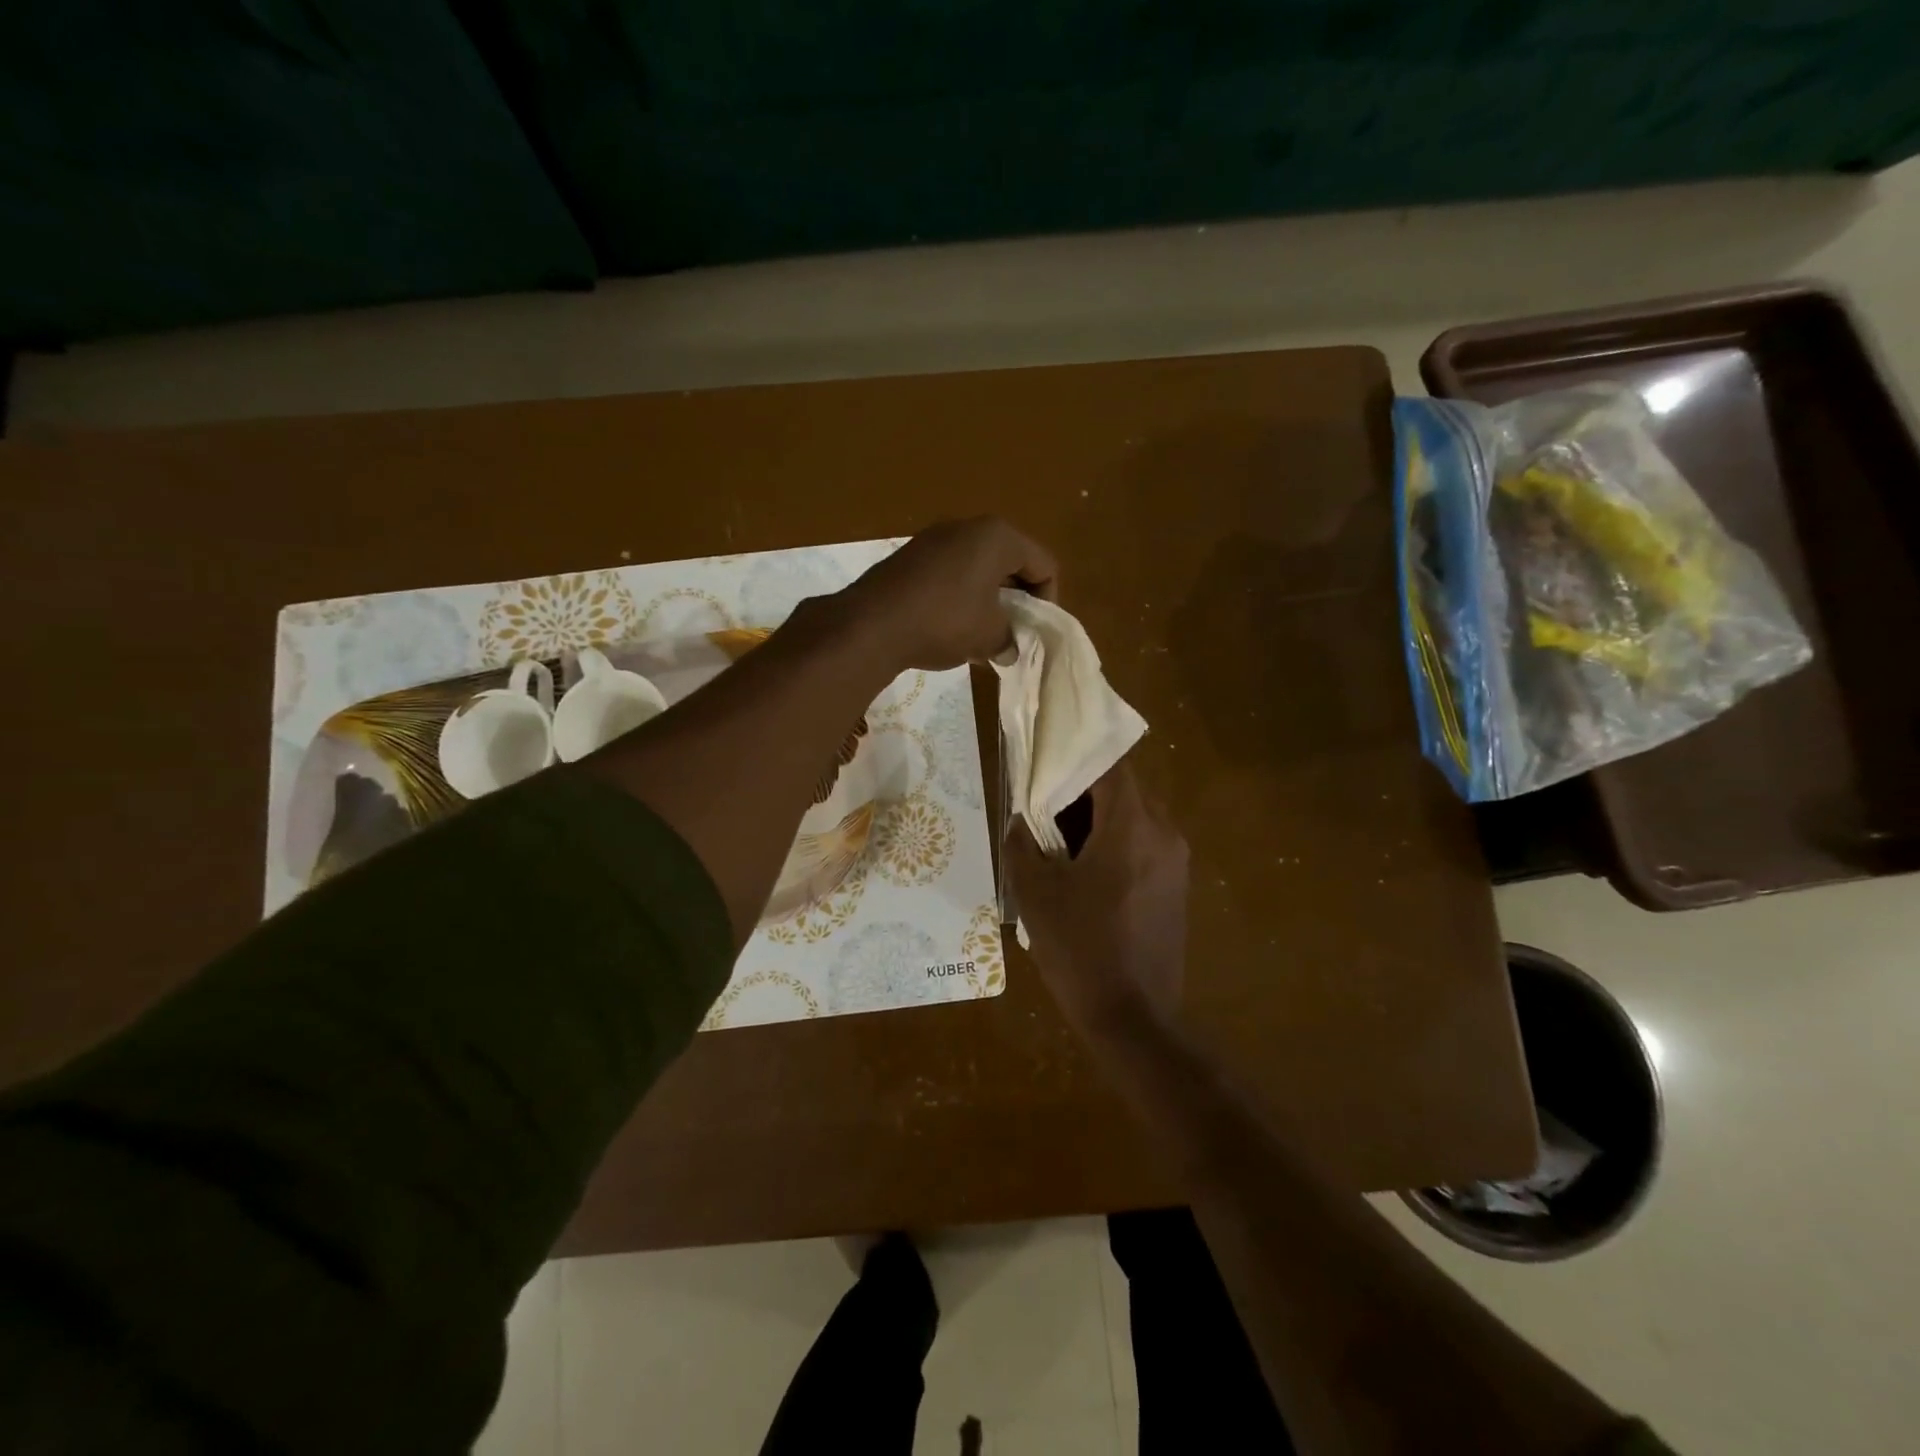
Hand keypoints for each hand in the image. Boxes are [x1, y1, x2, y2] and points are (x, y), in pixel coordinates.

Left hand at [837, 518, 1057, 670]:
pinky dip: (960, 598)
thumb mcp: (990, 637)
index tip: (1035, 632)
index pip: (1044, 565)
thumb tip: (1008, 648)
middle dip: (1017, 600)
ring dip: (987, 601)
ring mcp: (934, 539)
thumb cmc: (945, 622)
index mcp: (998, 537)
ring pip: (978, 569)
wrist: (871, 624)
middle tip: (1013, 634)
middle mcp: (968, 527)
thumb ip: (1010, 639)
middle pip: (1011, 563)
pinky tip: (950, 629)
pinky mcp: (909, 557)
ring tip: (982, 636)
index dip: (1048, 601)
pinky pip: (950, 574)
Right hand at [1005, 763, 1188, 1030]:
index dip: (1075, 757)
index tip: (1045, 759)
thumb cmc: (1080, 949)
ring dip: (1098, 820)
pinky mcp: (1177, 888)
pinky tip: (1084, 873)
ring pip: (1134, 818)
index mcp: (1132, 826)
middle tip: (1043, 805)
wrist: (1134, 1019)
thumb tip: (1019, 819)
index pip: (1109, 765)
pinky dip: (1115, 844)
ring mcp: (1176, 862)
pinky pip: (1144, 846)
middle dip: (1083, 793)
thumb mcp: (1034, 894)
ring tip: (1058, 841)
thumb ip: (1021, 844)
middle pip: (1123, 790)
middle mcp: (1164, 834)